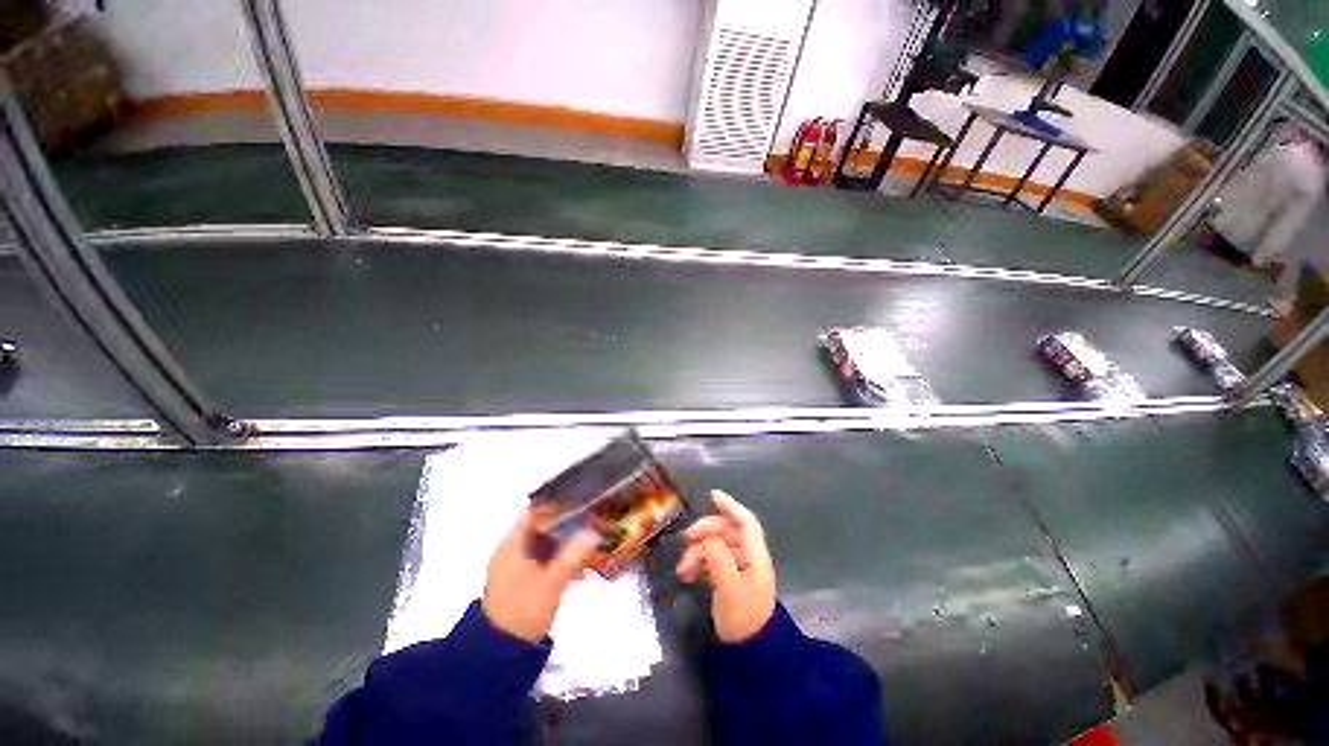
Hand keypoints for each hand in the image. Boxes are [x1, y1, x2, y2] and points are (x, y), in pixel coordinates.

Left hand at [482, 509, 599, 643]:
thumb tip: (595, 531)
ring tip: (589, 542)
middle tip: (590, 521)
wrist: (502, 652)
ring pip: (544, 544)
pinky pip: (543, 560)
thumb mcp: (554, 580)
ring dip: (565, 542)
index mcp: (512, 544)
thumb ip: (574, 553)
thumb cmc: (524, 609)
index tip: (580, 502)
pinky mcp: (521, 580)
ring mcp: (515, 566)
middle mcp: (511, 550)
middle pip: (541, 526)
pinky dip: (559, 558)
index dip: (556, 504)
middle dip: (566, 523)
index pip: (534, 511)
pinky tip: (578, 567)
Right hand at [676, 490, 776, 642]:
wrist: (750, 653)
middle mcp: (747, 556)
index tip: (712, 495)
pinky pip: (710, 560)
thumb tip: (706, 540)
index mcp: (754, 555)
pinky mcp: (726, 577)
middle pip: (725, 531)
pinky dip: (697, 563)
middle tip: (685, 541)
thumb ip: (719, 561)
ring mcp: (736, 567)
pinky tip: (686, 575)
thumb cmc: (745, 620)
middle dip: (704, 533)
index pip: (745, 522)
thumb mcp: (731, 590)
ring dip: (696, 552)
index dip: (730, 506)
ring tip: (682, 570)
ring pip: (714, 545)